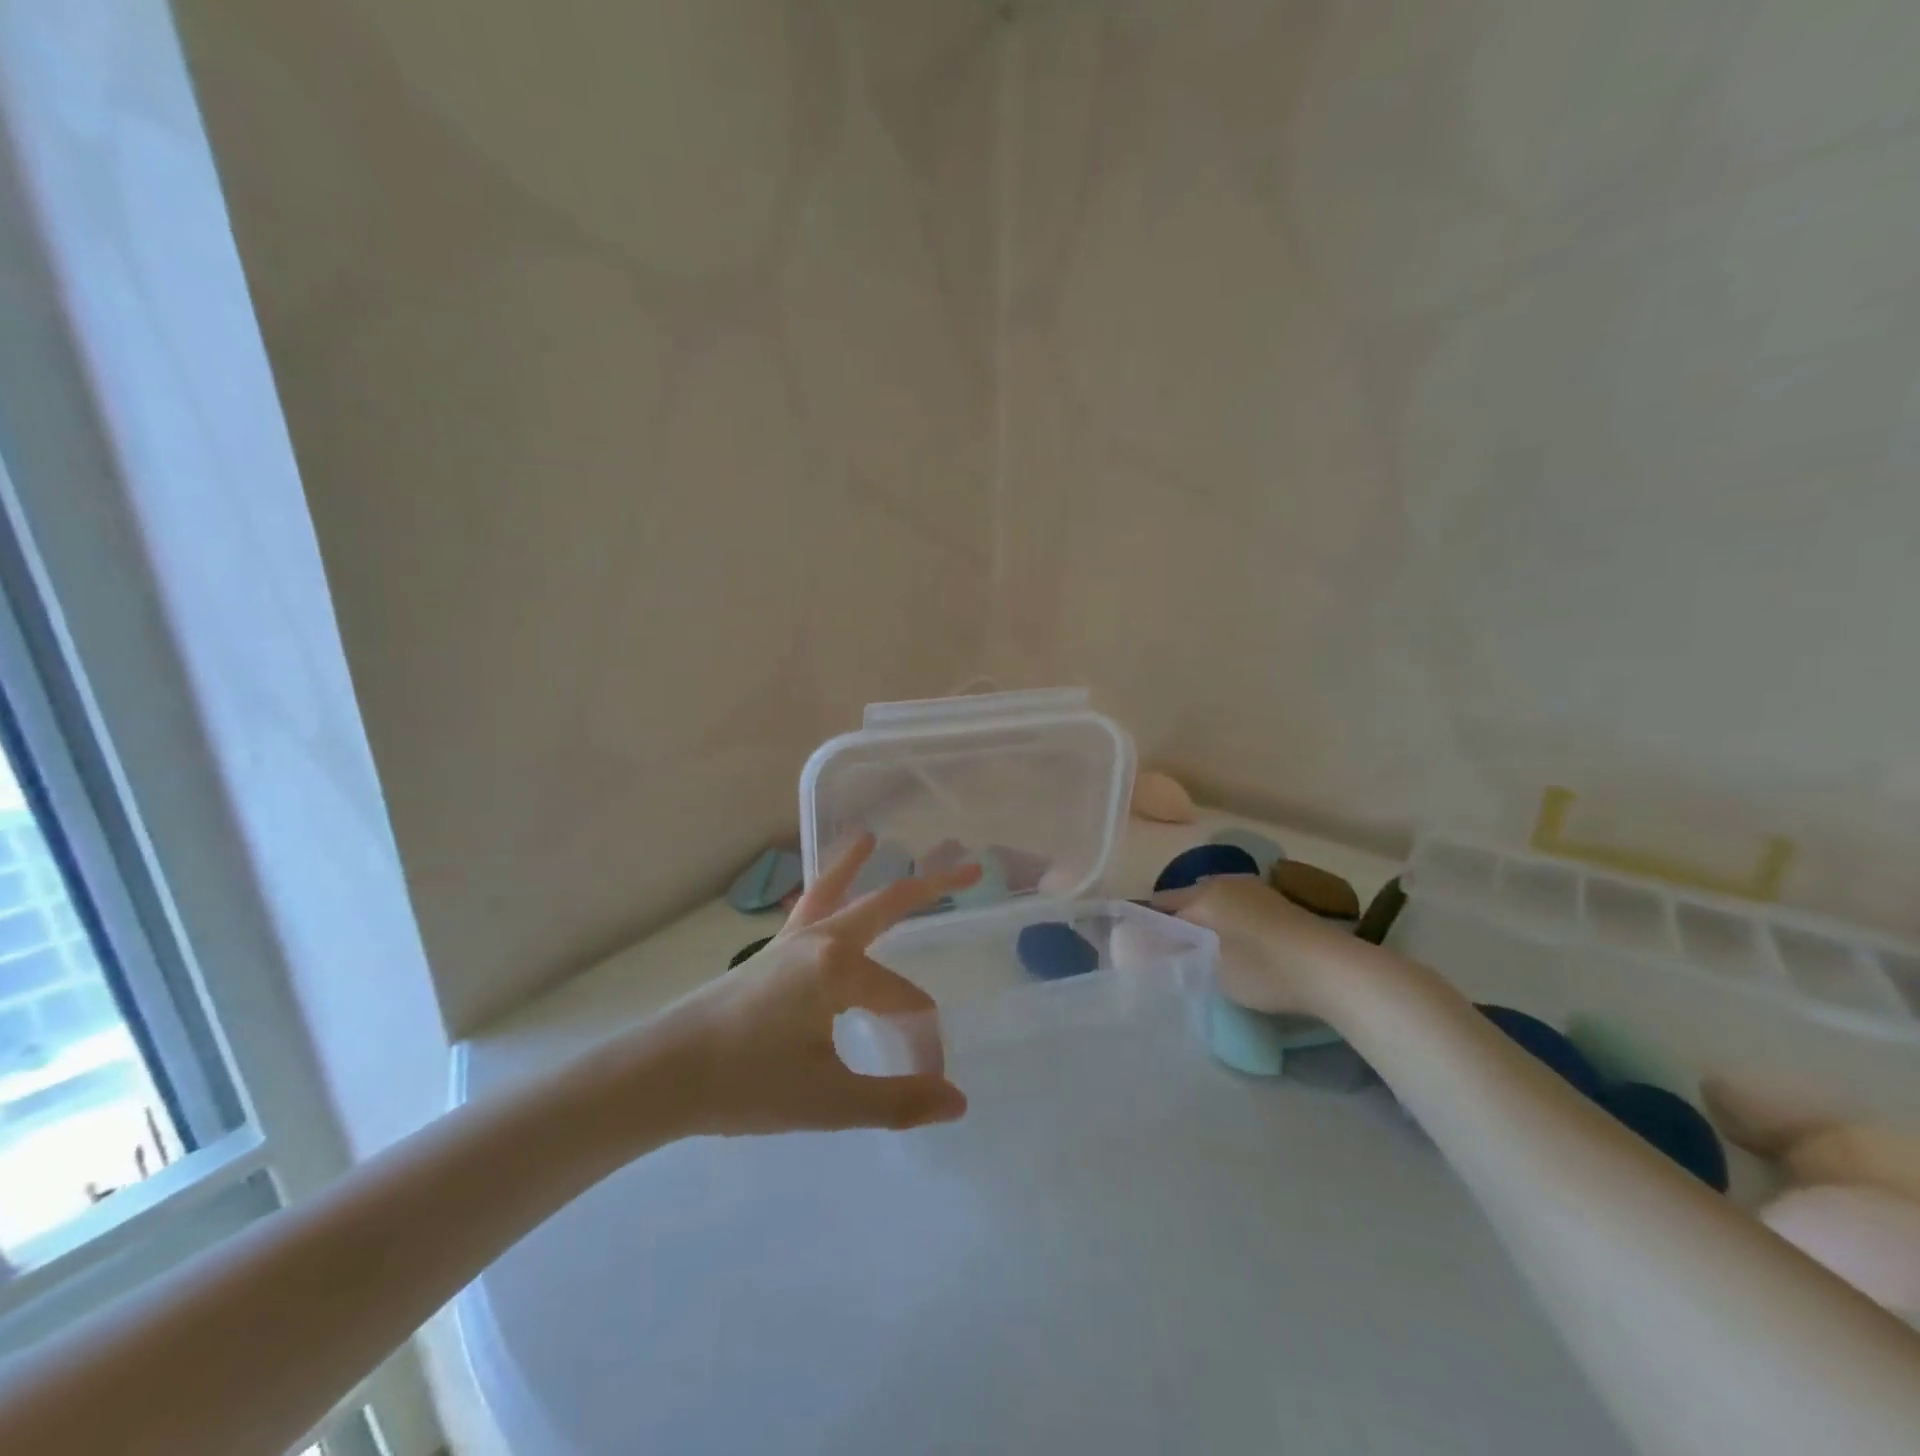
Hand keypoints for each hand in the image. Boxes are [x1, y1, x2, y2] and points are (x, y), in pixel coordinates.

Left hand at [656, 834, 978, 1137]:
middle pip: (886, 903)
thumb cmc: (745, 1084)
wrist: (662, 1075)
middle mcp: (820, 940)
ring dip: (859, 866)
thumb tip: (959, 1101)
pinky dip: (825, 887)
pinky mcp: (770, 953)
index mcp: (838, 968)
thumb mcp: (827, 1101)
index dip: (921, 1039)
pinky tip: (825, 892)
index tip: (926, 1077)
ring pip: (836, 891)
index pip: (903, 1000)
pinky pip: (806, 907)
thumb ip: (896, 1101)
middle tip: (970, 864)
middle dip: (932, 886)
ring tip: (870, 835)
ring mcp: (791, 941)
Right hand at [1154, 874, 1368, 1016]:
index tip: (1143, 948)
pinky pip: (1238, 907)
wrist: (1334, 970)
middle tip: (1172, 952)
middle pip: (1189, 899)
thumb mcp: (1213, 971)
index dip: (1150, 925)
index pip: (1162, 904)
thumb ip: (1181, 956)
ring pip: (1216, 901)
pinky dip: (1229, 922)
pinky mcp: (1278, 904)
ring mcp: (1255, 889)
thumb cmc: (1264, 969)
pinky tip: (1235, 945)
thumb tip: (1161, 949)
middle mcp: (1226, 882)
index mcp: (1204, 894)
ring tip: (1203, 951)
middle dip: (1178, 920)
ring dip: (1206, 920)